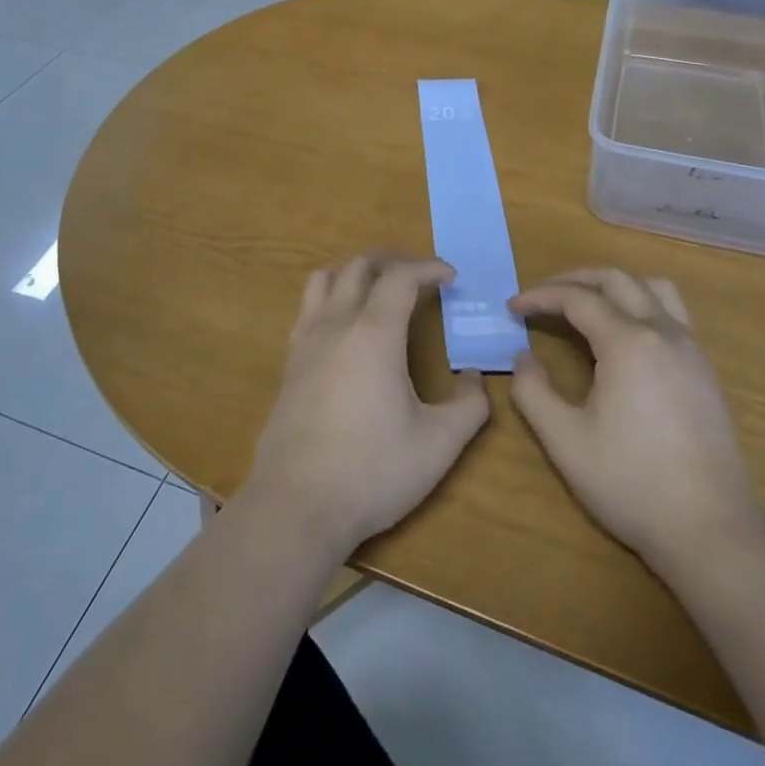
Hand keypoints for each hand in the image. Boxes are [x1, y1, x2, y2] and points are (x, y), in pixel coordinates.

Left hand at [242, 254, 489, 558]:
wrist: (297, 504)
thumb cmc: (372, 471)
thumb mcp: (438, 445)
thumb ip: (468, 406)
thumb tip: (475, 378)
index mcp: (374, 333)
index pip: (401, 277)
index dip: (428, 267)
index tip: (450, 277)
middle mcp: (336, 324)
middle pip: (359, 266)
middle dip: (392, 261)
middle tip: (419, 275)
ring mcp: (306, 341)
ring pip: (325, 278)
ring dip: (355, 271)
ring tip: (378, 287)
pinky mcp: (289, 362)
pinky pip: (308, 307)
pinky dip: (331, 296)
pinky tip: (345, 326)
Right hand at [509, 268, 757, 564]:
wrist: (712, 531)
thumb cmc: (631, 484)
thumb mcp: (565, 440)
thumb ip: (533, 391)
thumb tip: (523, 358)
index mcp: (628, 343)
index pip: (577, 299)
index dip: (540, 296)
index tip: (512, 307)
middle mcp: (663, 333)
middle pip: (617, 280)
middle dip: (574, 279)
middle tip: (542, 296)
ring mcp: (691, 349)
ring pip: (653, 288)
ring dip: (614, 286)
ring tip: (587, 304)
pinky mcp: (705, 371)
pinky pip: (672, 313)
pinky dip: (641, 305)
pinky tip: (625, 337)